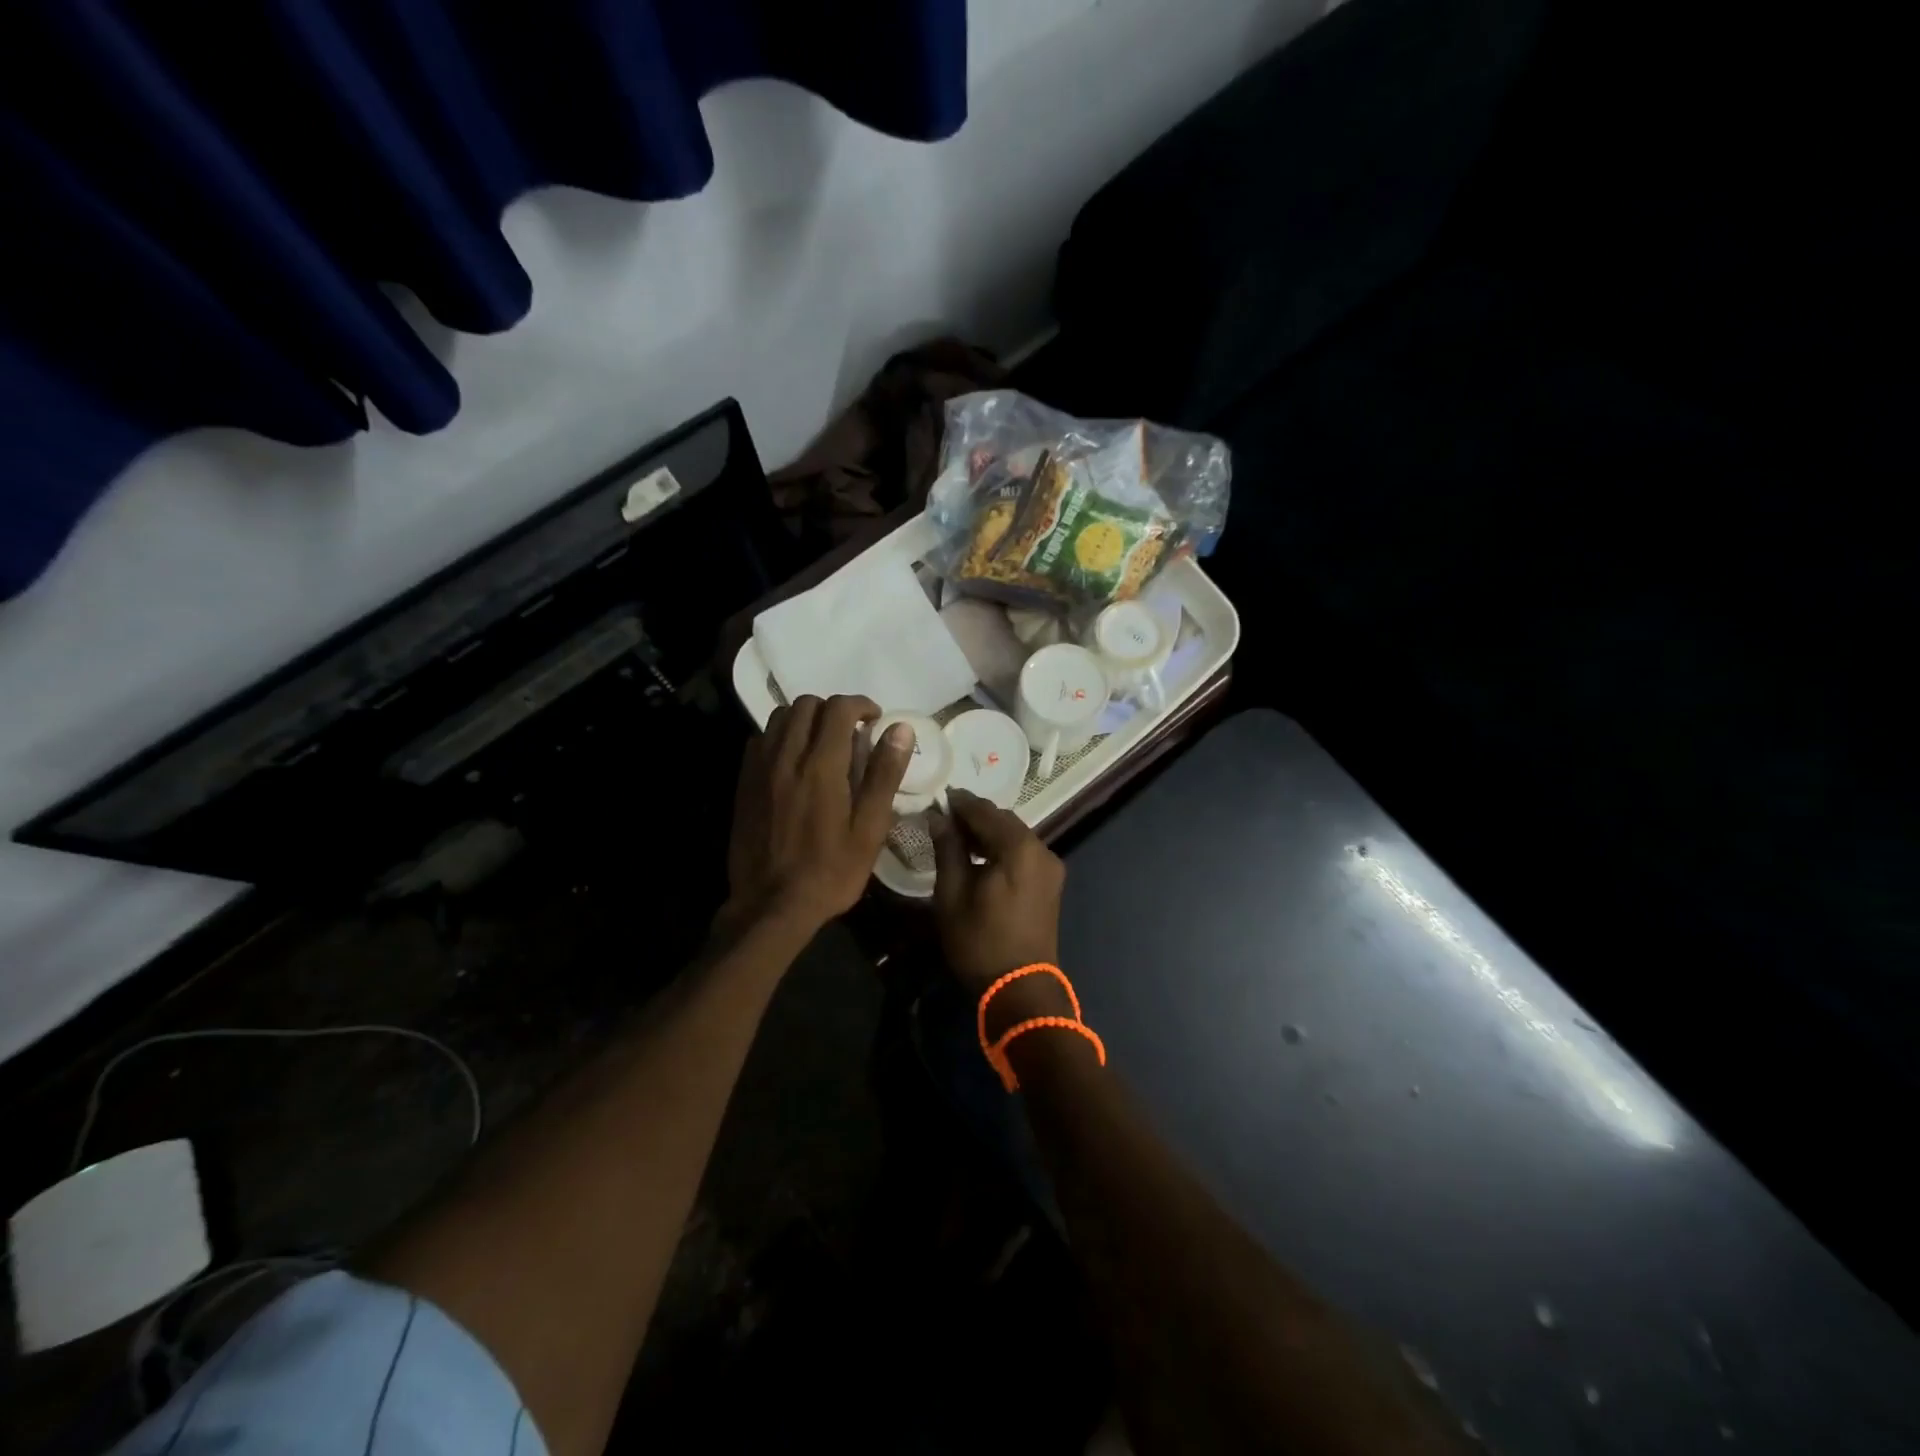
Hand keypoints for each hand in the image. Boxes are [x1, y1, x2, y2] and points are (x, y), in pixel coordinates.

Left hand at [724, 695, 911, 937]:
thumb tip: (901, 729)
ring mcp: (760, 769)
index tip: (874, 721)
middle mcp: (786, 757)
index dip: (860, 705)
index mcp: (821, 766)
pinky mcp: (744, 784)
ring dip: (805, 719)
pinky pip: (760, 740)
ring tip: (822, 743)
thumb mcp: (869, 829)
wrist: (771, 906)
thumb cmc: (830, 872)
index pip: (838, 709)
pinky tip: (794, 761)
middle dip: (832, 709)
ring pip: (780, 717)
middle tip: (851, 733)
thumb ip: (884, 775)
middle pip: (806, 704)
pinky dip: (781, 737)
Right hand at [931, 790, 1069, 1026]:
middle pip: (1004, 820)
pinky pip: (1023, 852)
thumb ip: (947, 849)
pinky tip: (980, 856)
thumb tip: (938, 816)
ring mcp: (1050, 866)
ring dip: (988, 832)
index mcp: (1019, 848)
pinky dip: (1002, 847)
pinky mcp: (1051, 882)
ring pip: (1015, 835)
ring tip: (957, 836)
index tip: (936, 797)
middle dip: (975, 816)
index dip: (959, 802)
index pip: (985, 811)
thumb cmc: (980, 942)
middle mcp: (1041, 849)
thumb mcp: (952, 894)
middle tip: (943, 817)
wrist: (1021, 988)